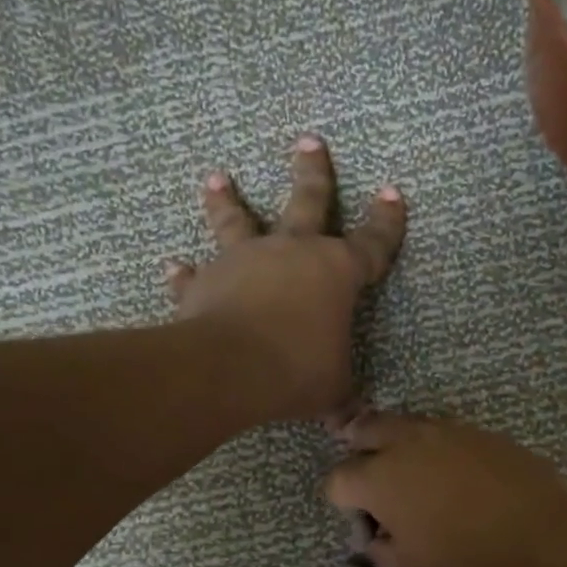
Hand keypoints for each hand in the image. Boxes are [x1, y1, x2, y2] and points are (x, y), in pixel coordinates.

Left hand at [165, 136, 404, 423]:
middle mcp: (291, 253)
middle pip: (307, 201)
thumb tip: (353, 426)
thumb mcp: (333, 390)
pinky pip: (194, 275)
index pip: (372, 243)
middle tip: (308, 140)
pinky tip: (173, 266)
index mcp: (335, 272)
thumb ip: (343, 398)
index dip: (386, 221)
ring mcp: (245, 261)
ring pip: (237, 221)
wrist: (230, 368)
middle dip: (311, 171)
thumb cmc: (297, 370)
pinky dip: (184, 273)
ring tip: (216, 176)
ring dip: (227, 199)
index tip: (393, 193)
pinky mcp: (205, 282)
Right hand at [323, 412, 566, 566]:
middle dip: (358, 447)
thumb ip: (380, 549)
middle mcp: (409, 443)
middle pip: (367, 430)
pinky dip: (436, 446)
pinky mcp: (485, 434)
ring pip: (408, 424)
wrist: (550, 545)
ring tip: (408, 466)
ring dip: (397, 441)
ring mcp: (450, 432)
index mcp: (380, 478)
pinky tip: (453, 471)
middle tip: (365, 467)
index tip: (358, 519)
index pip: (338, 479)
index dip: (340, 500)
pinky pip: (446, 432)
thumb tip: (378, 533)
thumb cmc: (471, 566)